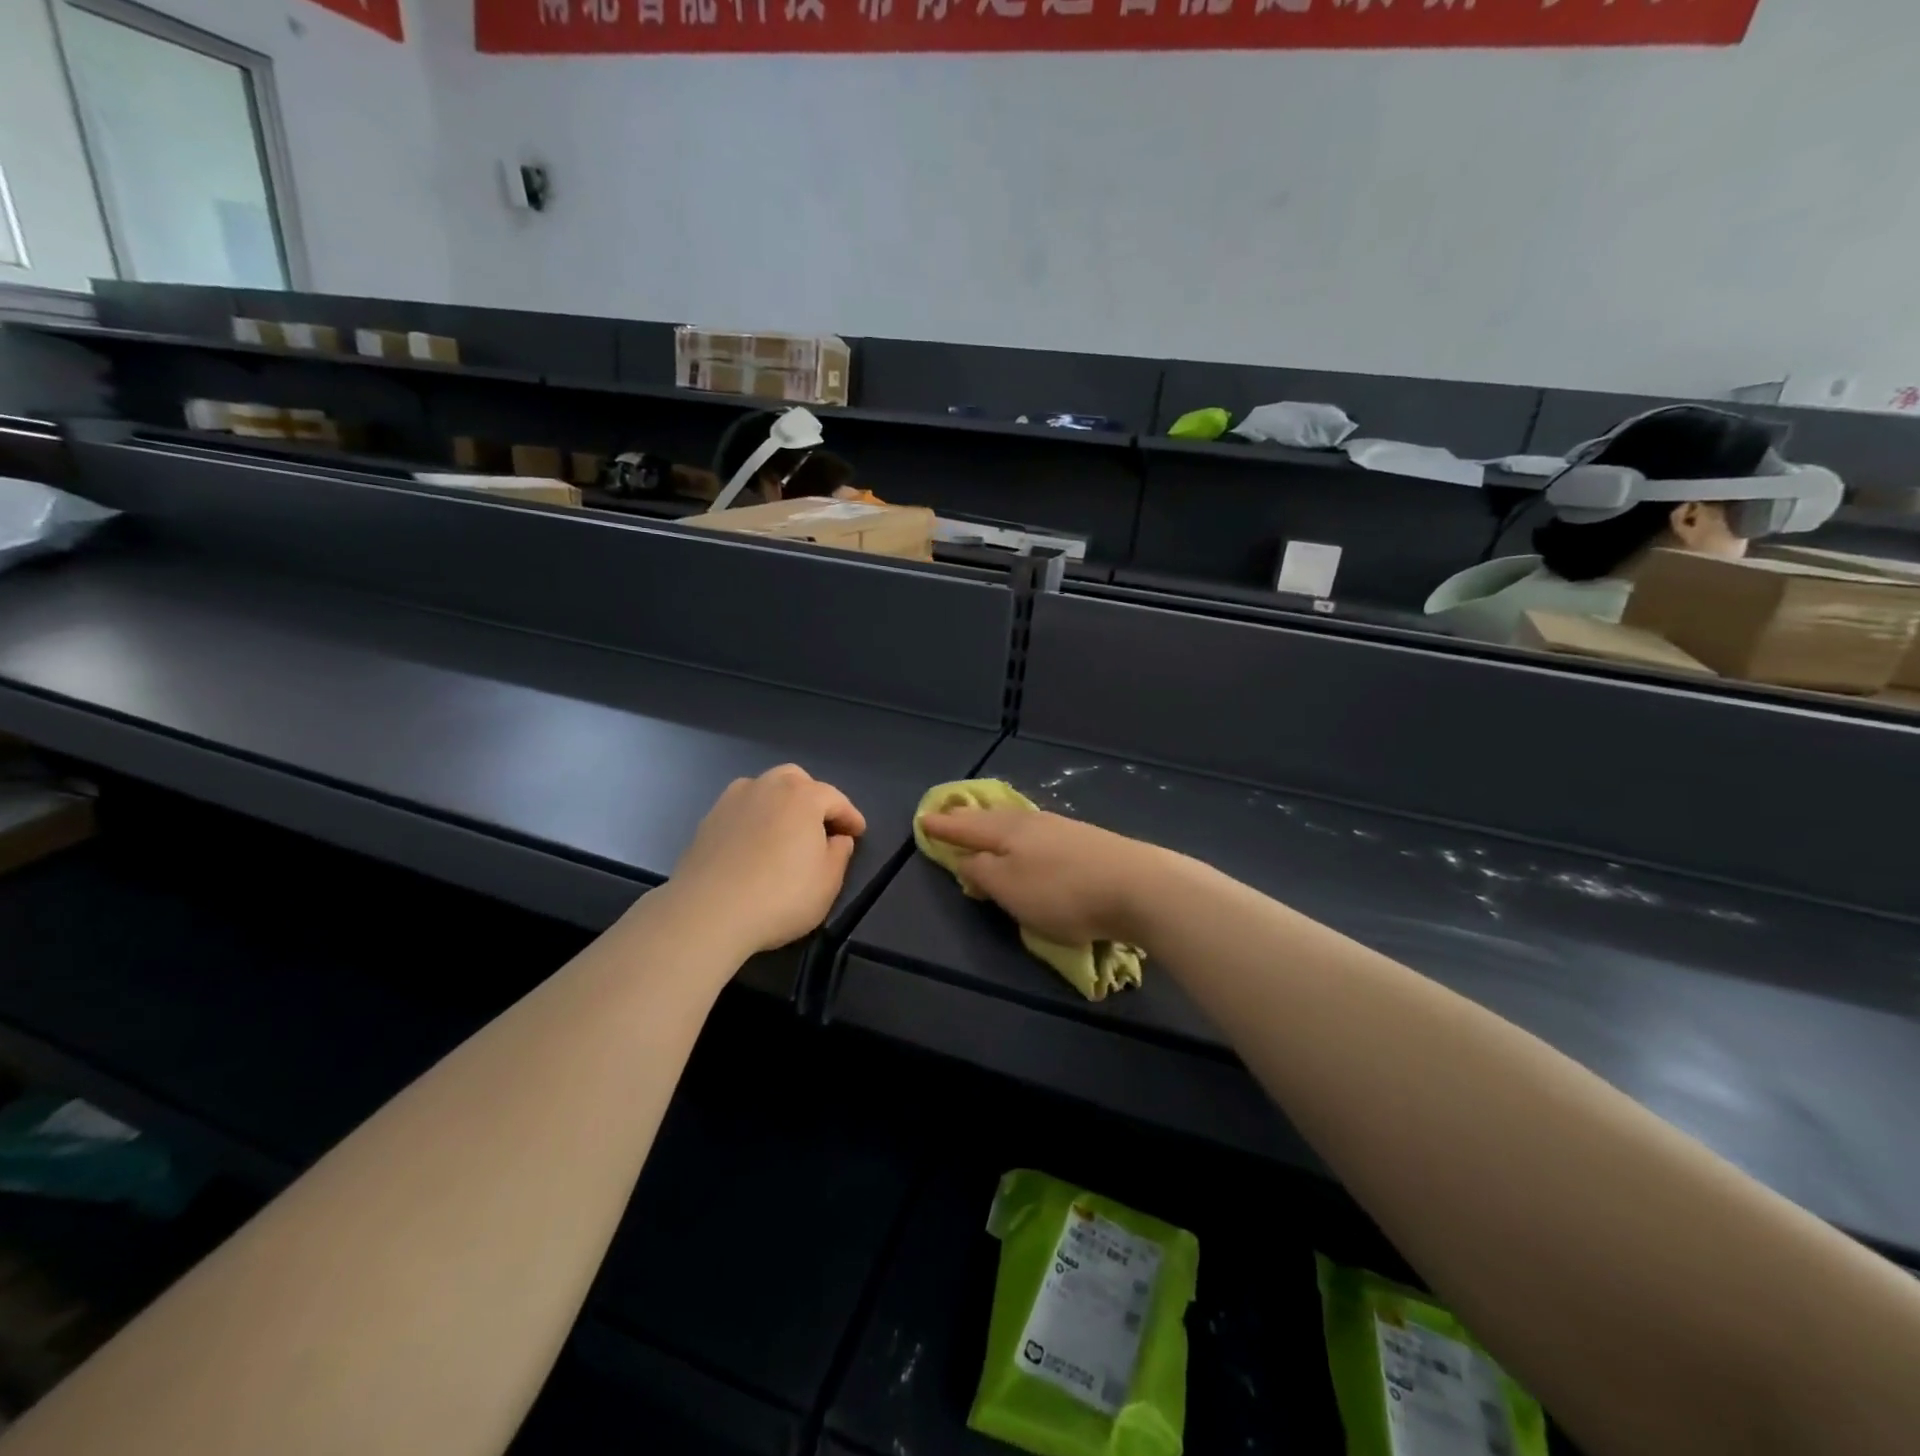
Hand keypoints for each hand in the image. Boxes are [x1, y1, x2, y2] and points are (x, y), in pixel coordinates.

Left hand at [669, 766, 865, 953]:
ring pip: (764, 788)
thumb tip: (838, 838)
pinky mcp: (708, 820)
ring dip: (781, 803)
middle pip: (797, 780)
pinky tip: (756, 843)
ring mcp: (732, 800)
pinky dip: (755, 818)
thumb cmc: (780, 896)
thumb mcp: (827, 882)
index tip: (858, 833)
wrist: (708, 912)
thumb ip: (839, 854)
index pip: (835, 798)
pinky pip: (741, 809)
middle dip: (813, 798)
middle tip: (821, 825)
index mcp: (802, 796)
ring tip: (786, 830)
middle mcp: (767, 787)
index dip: (850, 816)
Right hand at [917, 808, 1166, 947]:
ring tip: (984, 826)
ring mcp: (1063, 829)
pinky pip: (1039, 833)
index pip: (967, 827)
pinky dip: (1021, 835)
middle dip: (968, 819)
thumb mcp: (1010, 888)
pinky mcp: (1087, 842)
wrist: (1139, 886)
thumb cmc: (1063, 892)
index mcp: (1008, 831)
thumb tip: (966, 860)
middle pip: (992, 819)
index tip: (923, 819)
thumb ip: (982, 872)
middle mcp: (1033, 822)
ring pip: (1017, 823)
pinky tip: (1028, 839)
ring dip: (995, 825)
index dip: (944, 827)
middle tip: (949, 815)